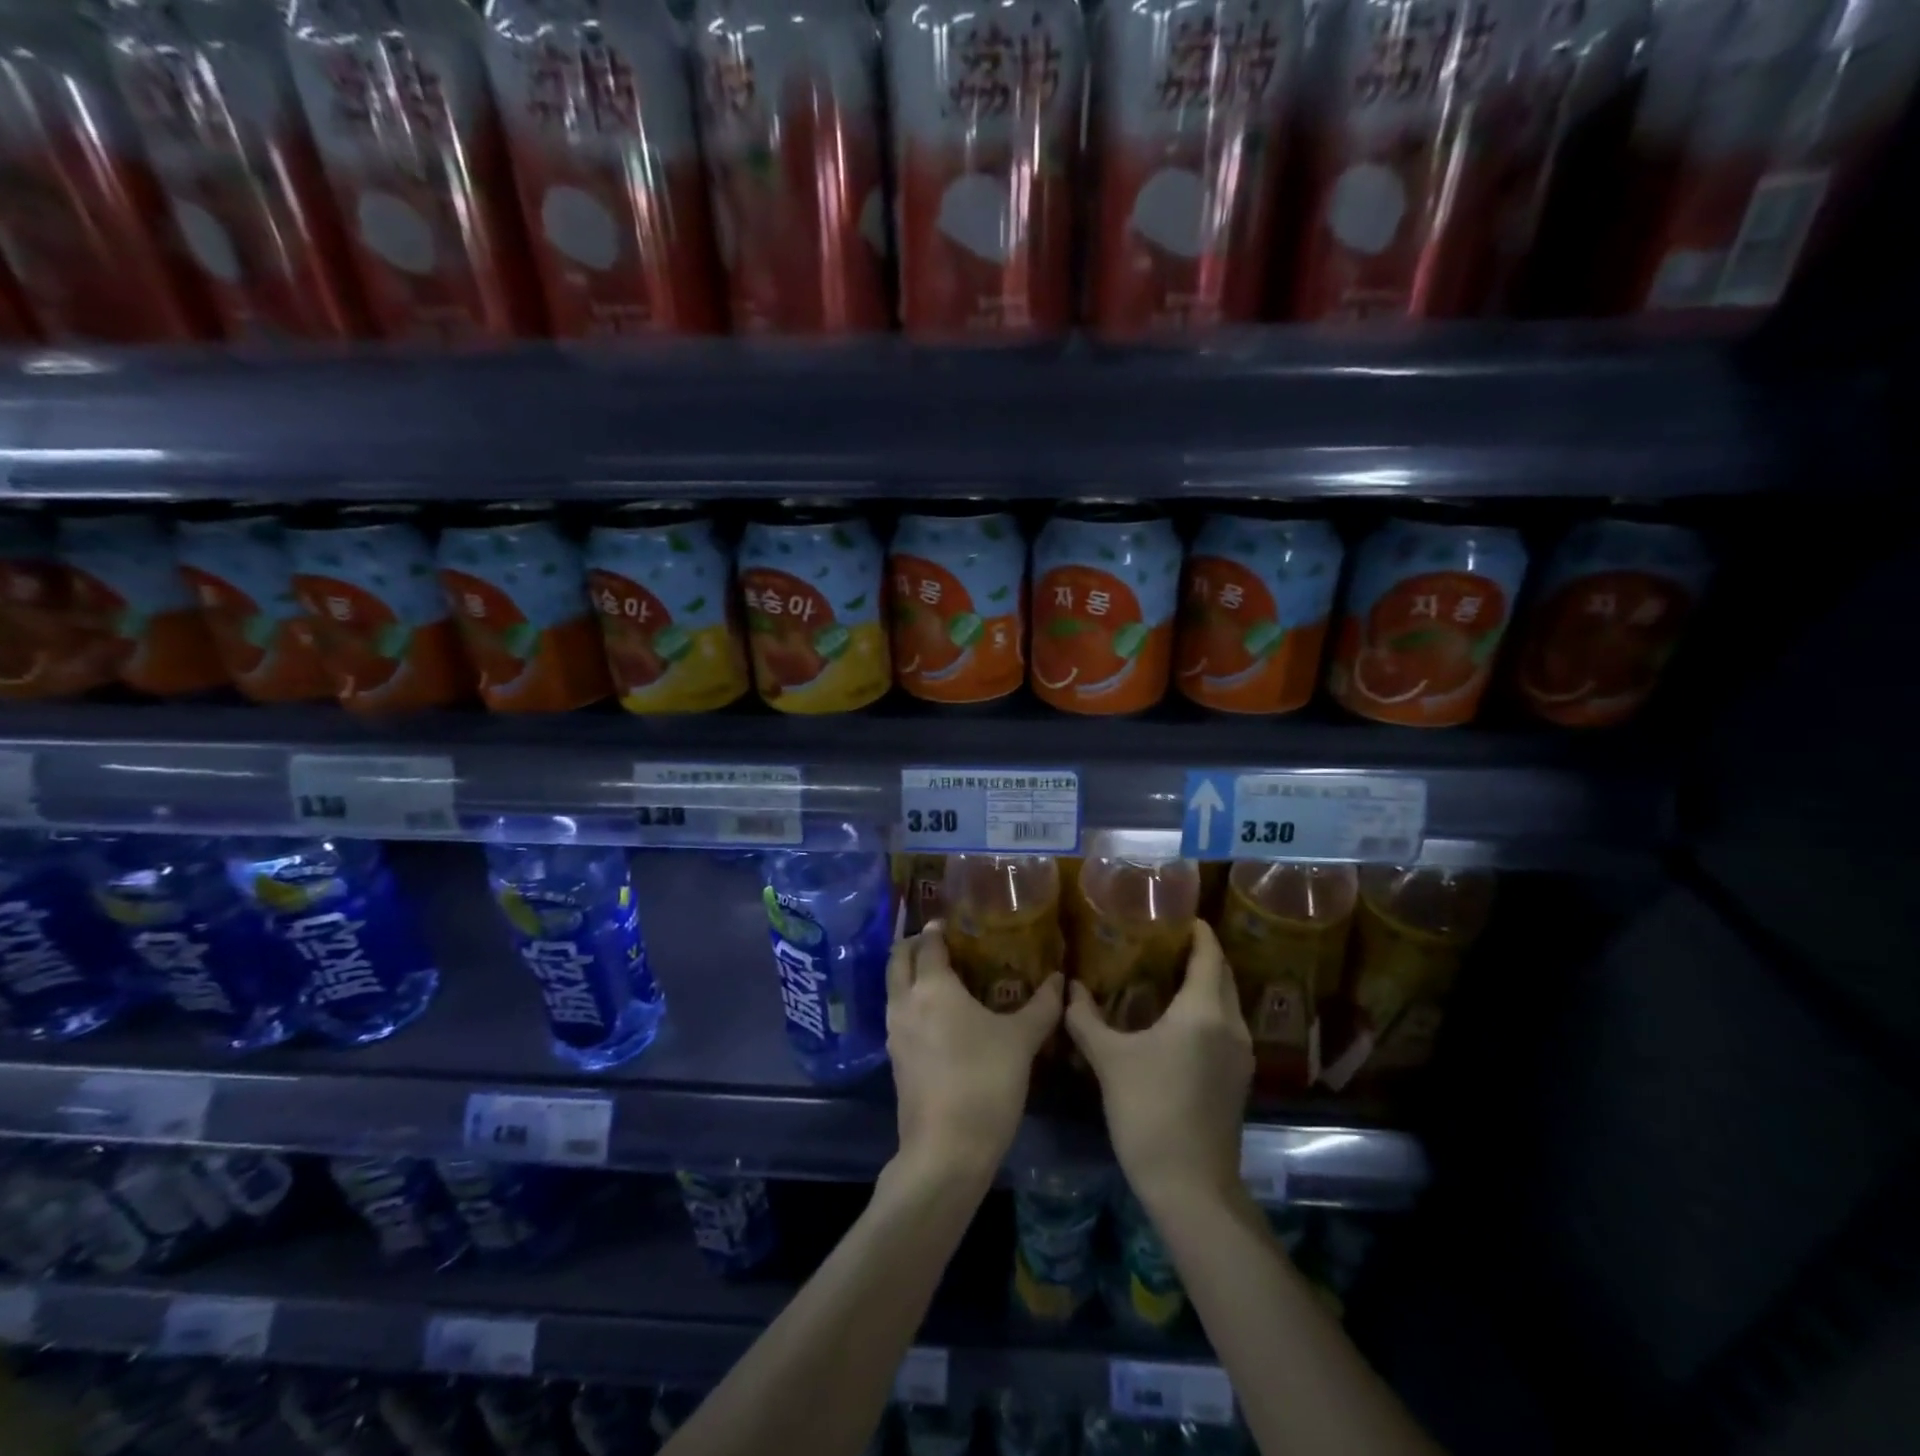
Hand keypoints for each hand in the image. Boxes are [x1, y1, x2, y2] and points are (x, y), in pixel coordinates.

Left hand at [886, 921, 1062, 1184]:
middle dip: (913, 945)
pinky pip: (898, 1015)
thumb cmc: (985, 1082)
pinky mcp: (894, 1060)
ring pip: (893, 988)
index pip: (927, 944)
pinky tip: (936, 1016)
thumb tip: (1061, 979)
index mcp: (932, 987)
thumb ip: (1042, 1006)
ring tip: (938, 975)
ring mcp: (894, 1033)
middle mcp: (905, 1002)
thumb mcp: (1021, 1041)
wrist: (946, 1150)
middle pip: (898, 960)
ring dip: (908, 974)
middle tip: (937, 941)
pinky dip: (910, 1002)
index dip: (935, 930)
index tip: (948, 922)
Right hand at [1065, 920, 1251, 1211]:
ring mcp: (1241, 1056)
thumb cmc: (1148, 1110)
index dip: (1199, 931)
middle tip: (1166, 940)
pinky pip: (1225, 1028)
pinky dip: (1207, 1011)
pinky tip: (1177, 1021)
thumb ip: (1086, 1018)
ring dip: (1205, 984)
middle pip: (1223, 976)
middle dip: (1201, 954)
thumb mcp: (1109, 1060)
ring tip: (1168, 975)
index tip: (1180, 914)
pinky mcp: (1238, 1080)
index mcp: (1204, 1012)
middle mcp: (1230, 1026)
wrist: (1190, 1186)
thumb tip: (1069, 988)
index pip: (1209, 955)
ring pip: (1227, 1003)